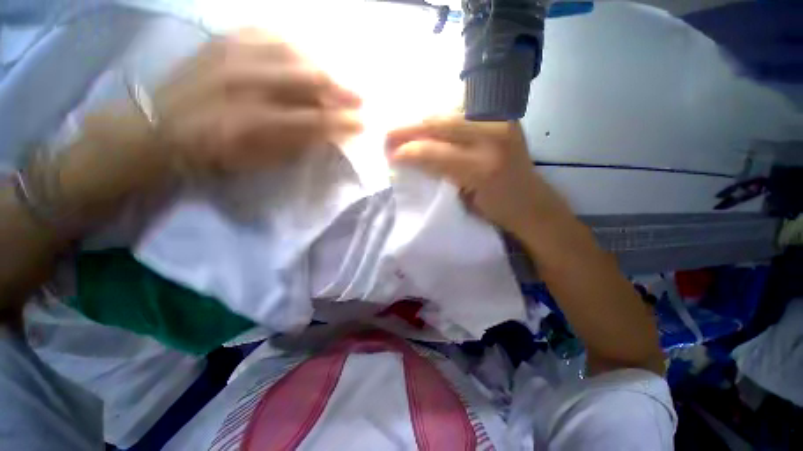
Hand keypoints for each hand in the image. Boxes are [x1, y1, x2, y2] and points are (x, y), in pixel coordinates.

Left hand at [152, 29, 362, 174]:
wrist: (161, 127)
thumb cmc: (214, 153)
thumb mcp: (258, 161)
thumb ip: (296, 145)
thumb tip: (327, 134)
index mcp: (256, 123)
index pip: (314, 120)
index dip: (342, 122)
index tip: (362, 124)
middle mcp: (247, 84)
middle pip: (308, 80)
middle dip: (341, 90)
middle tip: (360, 98)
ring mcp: (233, 57)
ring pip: (292, 51)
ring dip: (322, 66)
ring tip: (337, 77)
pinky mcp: (222, 42)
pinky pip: (265, 32)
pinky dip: (292, 42)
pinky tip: (305, 52)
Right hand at [385, 115, 570, 236]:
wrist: (530, 202)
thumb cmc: (495, 209)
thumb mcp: (462, 201)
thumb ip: (437, 175)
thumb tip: (409, 159)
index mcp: (483, 166)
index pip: (436, 152)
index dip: (410, 151)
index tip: (390, 155)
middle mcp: (494, 136)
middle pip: (440, 123)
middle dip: (410, 129)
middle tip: (388, 135)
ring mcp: (501, 120)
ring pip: (449, 112)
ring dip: (422, 121)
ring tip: (404, 130)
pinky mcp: (503, 115)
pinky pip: (462, 111)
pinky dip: (441, 117)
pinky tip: (427, 125)